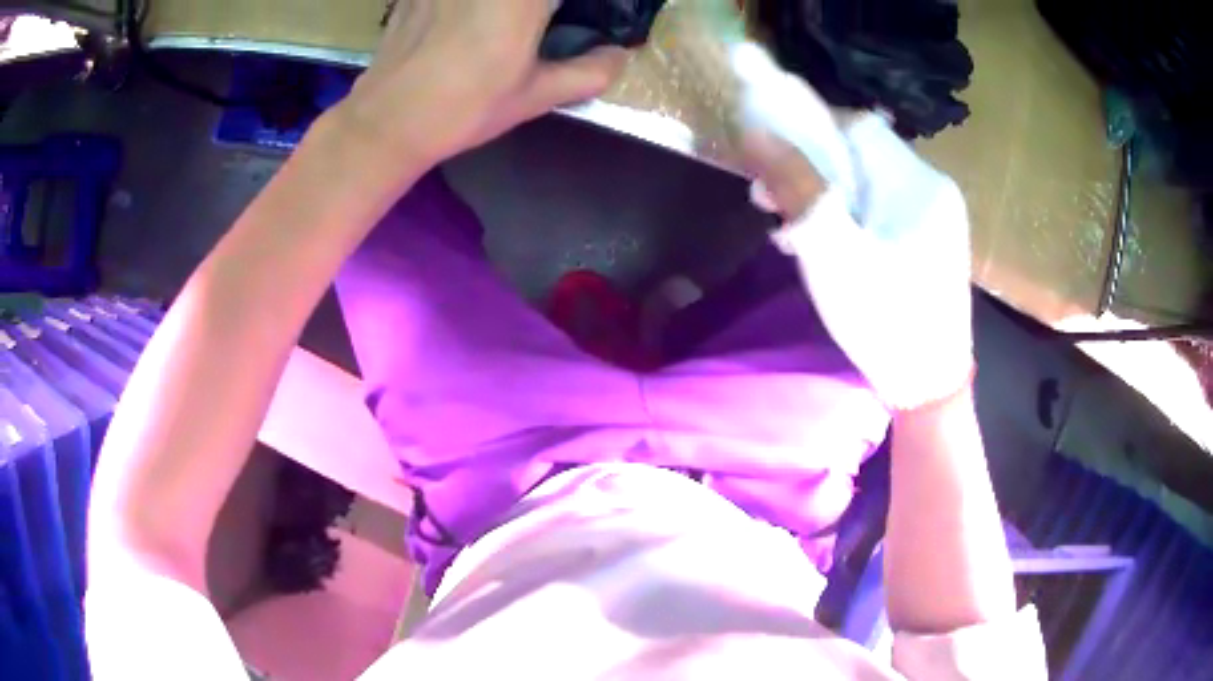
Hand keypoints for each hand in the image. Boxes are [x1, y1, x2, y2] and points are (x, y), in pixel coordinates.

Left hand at [334, 0, 628, 175]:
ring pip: (492, 0)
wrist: (387, 121)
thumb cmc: (465, 107)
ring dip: (510, 10)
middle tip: (543, 22)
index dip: (568, 8)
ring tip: (511, 26)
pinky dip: (471, 8)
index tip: (566, 21)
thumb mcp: (534, 95)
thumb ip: (588, 72)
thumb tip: (619, 57)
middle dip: (539, 9)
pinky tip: (468, 22)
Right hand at [732, 43, 973, 409]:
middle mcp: (931, 188)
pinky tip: (822, 246)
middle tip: (769, 203)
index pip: (856, 126)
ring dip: (823, 197)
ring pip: (867, 183)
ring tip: (788, 232)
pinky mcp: (928, 241)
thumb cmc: (886, 321)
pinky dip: (846, 218)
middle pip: (860, 154)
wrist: (930, 388)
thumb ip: (799, 187)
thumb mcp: (833, 252)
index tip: (771, 161)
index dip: (808, 131)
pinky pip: (880, 210)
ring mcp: (934, 216)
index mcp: (917, 183)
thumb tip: (756, 131)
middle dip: (810, 170)